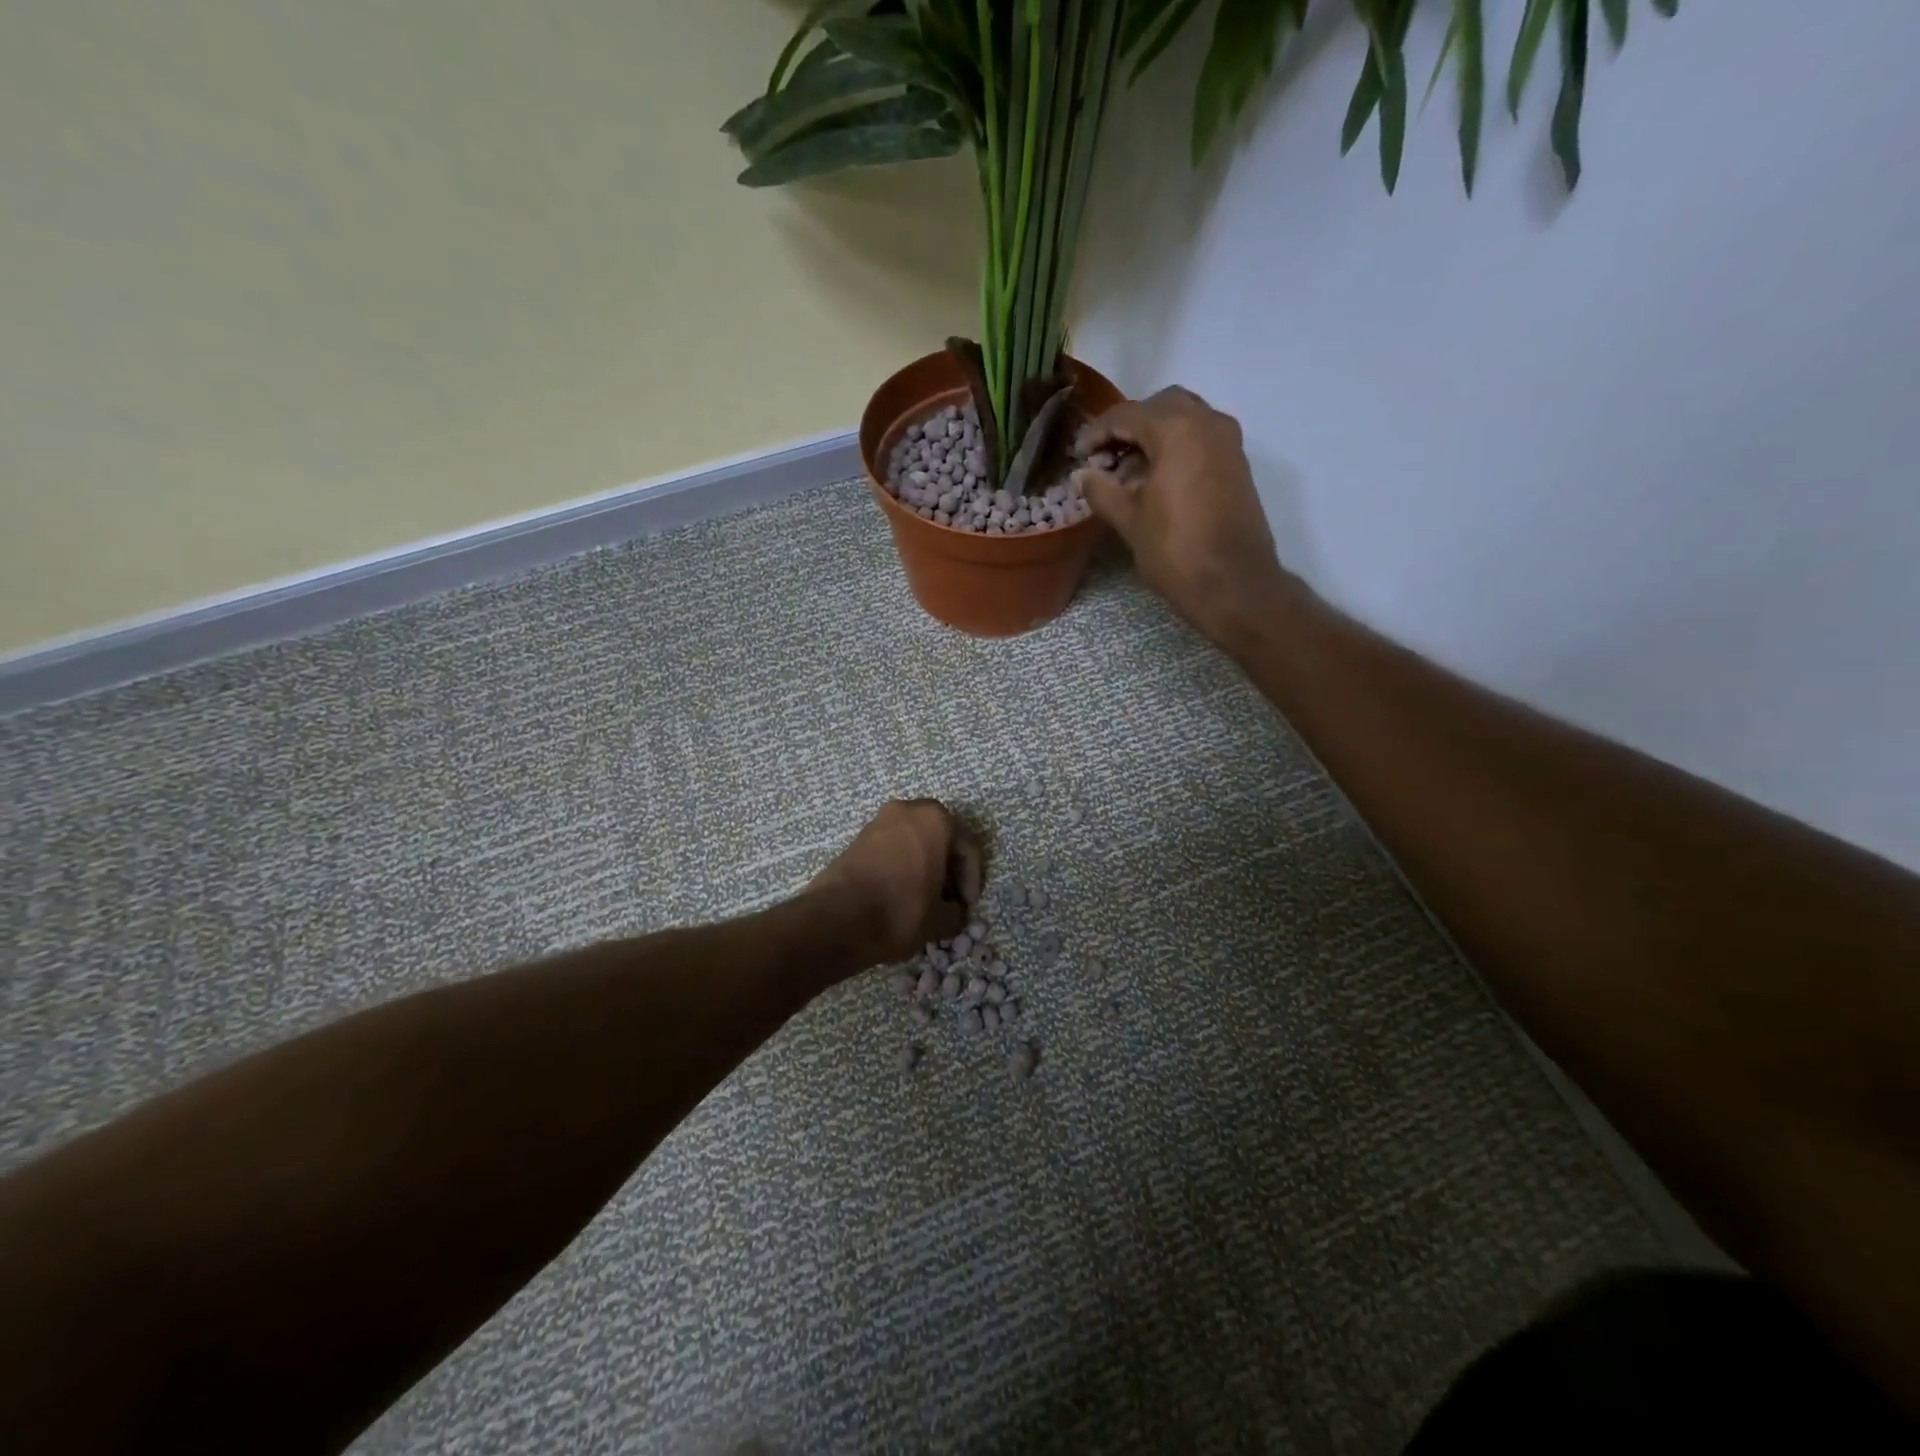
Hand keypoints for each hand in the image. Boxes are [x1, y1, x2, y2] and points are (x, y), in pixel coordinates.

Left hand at [806, 799, 983, 965]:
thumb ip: (956, 913)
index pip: (968, 848)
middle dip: (948, 869)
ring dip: (925, 866)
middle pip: (941, 839)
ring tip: (925, 899)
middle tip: (950, 899)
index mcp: (936, 819)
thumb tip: (954, 912)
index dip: (973, 880)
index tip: (967, 906)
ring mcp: (879, 820)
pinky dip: (903, 866)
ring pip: (915, 842)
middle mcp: (908, 810)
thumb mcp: (940, 920)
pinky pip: (893, 848)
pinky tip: (901, 894)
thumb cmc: (900, 910)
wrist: (837, 918)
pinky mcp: (858, 837)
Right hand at [1075, 387, 1293, 645]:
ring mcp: (1228, 442)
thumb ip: (1102, 491)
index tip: (1078, 454)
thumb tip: (1082, 475)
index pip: (1127, 415)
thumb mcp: (1130, 521)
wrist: (1234, 583)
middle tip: (1104, 456)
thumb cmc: (1176, 551)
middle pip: (1160, 407)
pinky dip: (1176, 447)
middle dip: (1129, 426)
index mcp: (1176, 430)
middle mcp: (1207, 423)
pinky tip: (1156, 479)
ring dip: (1154, 435)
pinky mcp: (1237, 464)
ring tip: (1128, 470)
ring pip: (1184, 419)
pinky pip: (1201, 438)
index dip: (1097, 432)